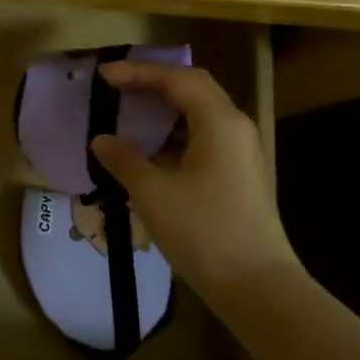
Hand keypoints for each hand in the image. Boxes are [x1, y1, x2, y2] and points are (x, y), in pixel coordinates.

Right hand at [90, 63, 300, 294]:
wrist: (257, 286)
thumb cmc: (203, 231)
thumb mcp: (153, 193)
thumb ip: (124, 160)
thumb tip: (102, 140)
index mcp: (218, 122)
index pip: (176, 79)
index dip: (138, 73)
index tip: (104, 77)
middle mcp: (236, 127)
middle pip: (194, 87)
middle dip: (154, 82)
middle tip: (117, 86)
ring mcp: (243, 152)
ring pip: (201, 112)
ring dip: (166, 107)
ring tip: (130, 113)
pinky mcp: (241, 174)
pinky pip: (205, 135)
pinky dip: (176, 131)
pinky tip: (152, 149)